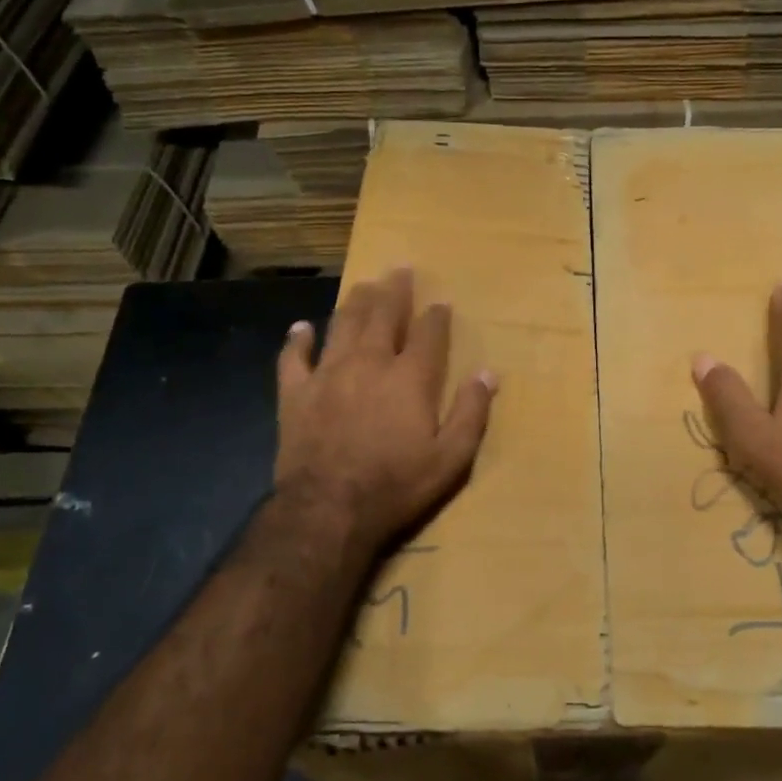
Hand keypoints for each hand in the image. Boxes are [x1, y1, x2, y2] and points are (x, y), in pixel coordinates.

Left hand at [275, 267, 496, 554]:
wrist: (329, 509)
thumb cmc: (396, 485)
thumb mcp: (451, 458)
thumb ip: (471, 413)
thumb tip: (488, 373)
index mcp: (410, 378)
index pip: (428, 335)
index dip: (436, 317)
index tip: (441, 303)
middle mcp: (370, 363)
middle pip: (383, 316)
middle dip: (394, 292)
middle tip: (399, 270)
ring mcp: (328, 374)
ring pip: (343, 325)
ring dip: (355, 302)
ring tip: (364, 285)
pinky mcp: (296, 393)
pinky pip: (294, 357)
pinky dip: (298, 340)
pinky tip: (301, 327)